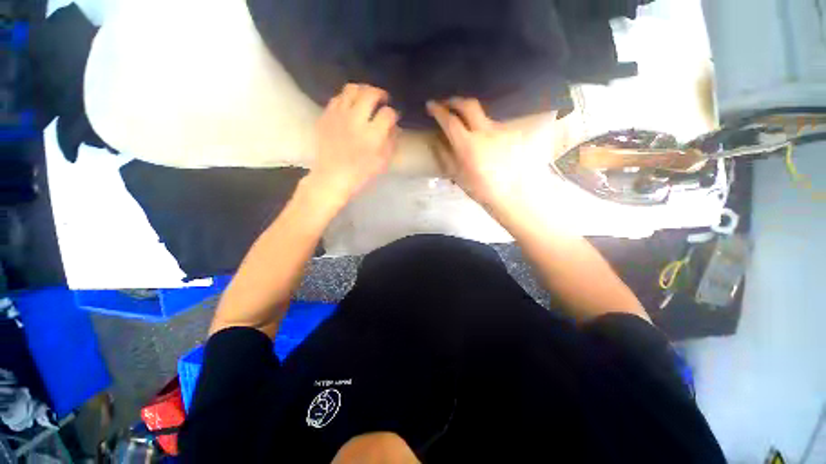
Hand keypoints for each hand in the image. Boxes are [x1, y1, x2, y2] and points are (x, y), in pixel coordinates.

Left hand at [307, 83, 398, 209]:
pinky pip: (337, 97)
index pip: (388, 113)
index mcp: (372, 135)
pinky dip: (347, 98)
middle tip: (383, 100)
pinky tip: (350, 106)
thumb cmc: (360, 173)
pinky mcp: (326, 116)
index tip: (393, 118)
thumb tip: (394, 126)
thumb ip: (391, 142)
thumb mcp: (382, 162)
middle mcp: (355, 120)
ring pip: (352, 89)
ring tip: (366, 98)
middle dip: (380, 94)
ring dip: (363, 90)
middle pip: (370, 94)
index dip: (393, 114)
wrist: (331, 177)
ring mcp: (338, 115)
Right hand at [427, 98, 547, 210]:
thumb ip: (445, 155)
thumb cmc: (479, 189)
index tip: (431, 105)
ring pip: (483, 114)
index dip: (438, 110)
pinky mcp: (510, 134)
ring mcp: (500, 131)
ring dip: (471, 114)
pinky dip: (484, 127)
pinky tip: (483, 138)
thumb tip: (438, 141)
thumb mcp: (457, 175)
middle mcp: (485, 132)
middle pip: (469, 105)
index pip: (450, 121)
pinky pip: (493, 125)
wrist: (508, 195)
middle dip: (455, 101)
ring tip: (465, 122)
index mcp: (468, 145)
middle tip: (447, 104)